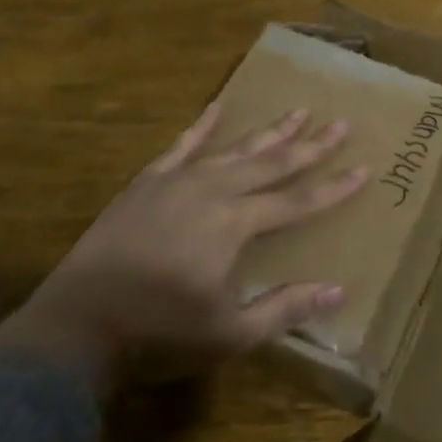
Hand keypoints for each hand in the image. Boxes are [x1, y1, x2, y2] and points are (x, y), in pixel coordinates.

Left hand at [0, 102, 368, 387]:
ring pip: (234, 149)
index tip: (365, 168)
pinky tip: (217, 107)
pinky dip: (202, 125)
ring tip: (297, 110)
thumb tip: (338, 290)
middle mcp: (213, 191)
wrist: (76, 327)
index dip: (334, 187)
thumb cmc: (158, 334)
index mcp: (235, 224)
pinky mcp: (147, 183)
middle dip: (310, 145)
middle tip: (341, 123)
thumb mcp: (229, 333)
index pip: (298, 200)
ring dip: (268, 131)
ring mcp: (177, 182)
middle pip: (272, 162)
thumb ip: (284, 308)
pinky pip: (182, 146)